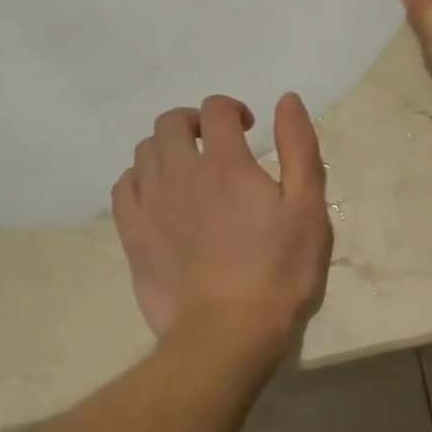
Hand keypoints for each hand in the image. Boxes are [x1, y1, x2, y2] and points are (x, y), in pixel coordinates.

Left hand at [111, 93, 332, 357]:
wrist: (229, 332)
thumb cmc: (281, 270)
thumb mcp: (308, 207)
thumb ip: (298, 147)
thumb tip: (286, 99)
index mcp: (226, 163)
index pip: (217, 109)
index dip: (233, 110)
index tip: (249, 129)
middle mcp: (181, 173)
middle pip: (171, 122)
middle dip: (195, 122)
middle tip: (216, 143)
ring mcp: (150, 203)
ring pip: (144, 151)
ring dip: (168, 148)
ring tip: (189, 170)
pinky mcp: (131, 233)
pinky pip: (123, 186)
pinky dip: (140, 178)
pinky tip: (159, 195)